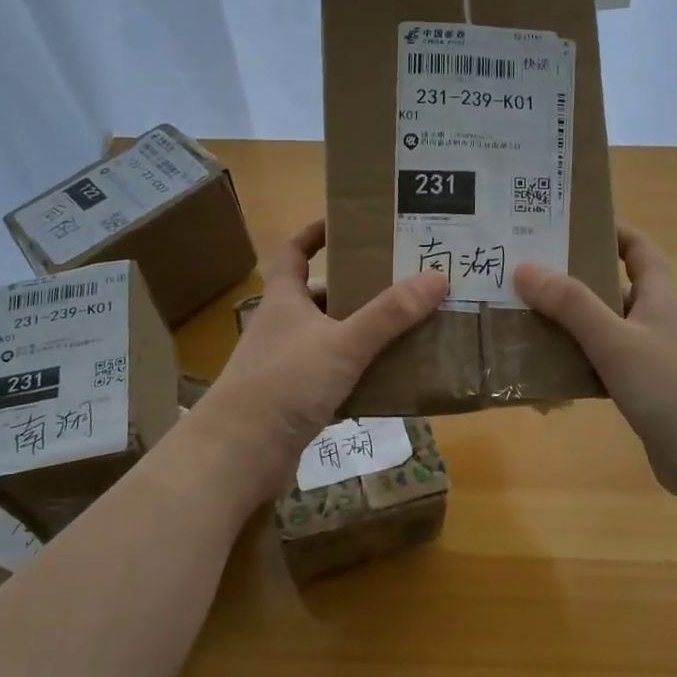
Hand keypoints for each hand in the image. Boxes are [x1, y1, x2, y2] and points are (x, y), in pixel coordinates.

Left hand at [198, 220, 446, 494]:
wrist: (240, 453)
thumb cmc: (285, 383)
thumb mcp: (343, 343)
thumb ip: (388, 314)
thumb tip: (436, 277)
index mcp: (283, 300)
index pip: (293, 253)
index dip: (313, 234)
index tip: (344, 223)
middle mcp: (281, 328)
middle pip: (319, 298)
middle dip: (355, 289)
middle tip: (399, 282)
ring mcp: (285, 366)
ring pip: (329, 340)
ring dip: (361, 335)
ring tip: (406, 329)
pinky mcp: (293, 402)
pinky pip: (333, 379)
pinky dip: (358, 377)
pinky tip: (390, 381)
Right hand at [515, 226, 676, 500]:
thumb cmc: (672, 387)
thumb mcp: (616, 341)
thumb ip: (571, 305)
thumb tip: (524, 268)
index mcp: (659, 296)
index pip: (637, 249)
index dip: (610, 230)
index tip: (567, 223)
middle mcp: (655, 320)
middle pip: (611, 287)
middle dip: (572, 278)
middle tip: (524, 271)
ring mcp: (650, 358)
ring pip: (602, 329)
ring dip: (568, 324)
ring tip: (520, 315)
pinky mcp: (642, 392)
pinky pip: (601, 366)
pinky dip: (575, 363)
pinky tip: (542, 369)